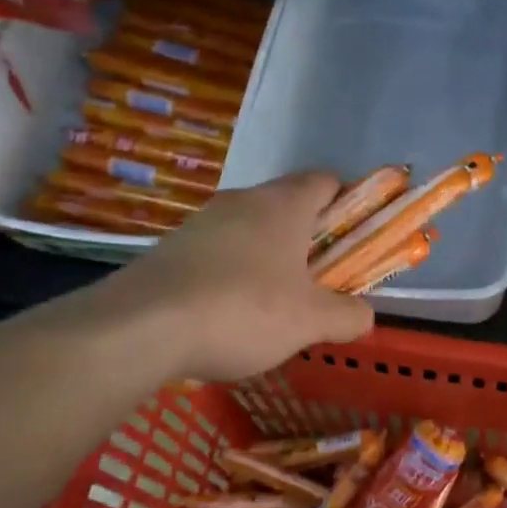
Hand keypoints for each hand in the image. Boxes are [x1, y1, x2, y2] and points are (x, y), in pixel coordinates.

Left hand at [27, 173, 374, 382]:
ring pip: (252, 229)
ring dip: (272, 256)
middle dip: (311, 238)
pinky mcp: (174, 247)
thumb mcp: (310, 322)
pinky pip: (220, 251)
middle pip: (289, 205)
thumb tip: (365, 315)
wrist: (141, 326)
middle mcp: (243, 201)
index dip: (349, 203)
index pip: (326, 181)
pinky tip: (233, 312)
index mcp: (283, 205)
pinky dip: (236, 272)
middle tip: (324, 279)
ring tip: (278, 303)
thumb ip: (348, 315)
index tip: (357, 238)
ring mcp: (203, 222)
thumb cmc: (243, 311)